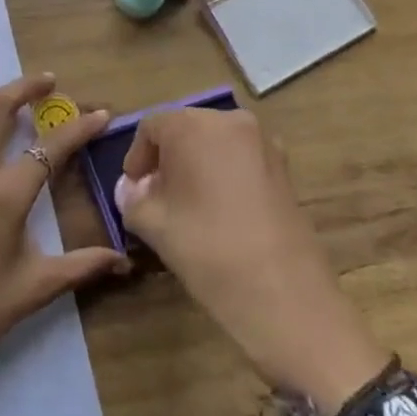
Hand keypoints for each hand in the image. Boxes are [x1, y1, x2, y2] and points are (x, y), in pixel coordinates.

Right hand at [116, 108, 388, 411]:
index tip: (133, 189)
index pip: (152, 127)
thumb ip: (132, 199)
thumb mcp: (153, 225)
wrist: (284, 295)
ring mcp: (264, 143)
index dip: (137, 157)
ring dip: (197, 166)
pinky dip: (224, 175)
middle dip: (167, 159)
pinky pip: (241, 160)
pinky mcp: (284, 168)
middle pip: (186, 129)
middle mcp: (231, 121)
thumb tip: (132, 189)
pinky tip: (220, 213)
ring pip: (216, 144)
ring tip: (188, 206)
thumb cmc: (206, 248)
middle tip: (156, 197)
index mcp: (193, 125)